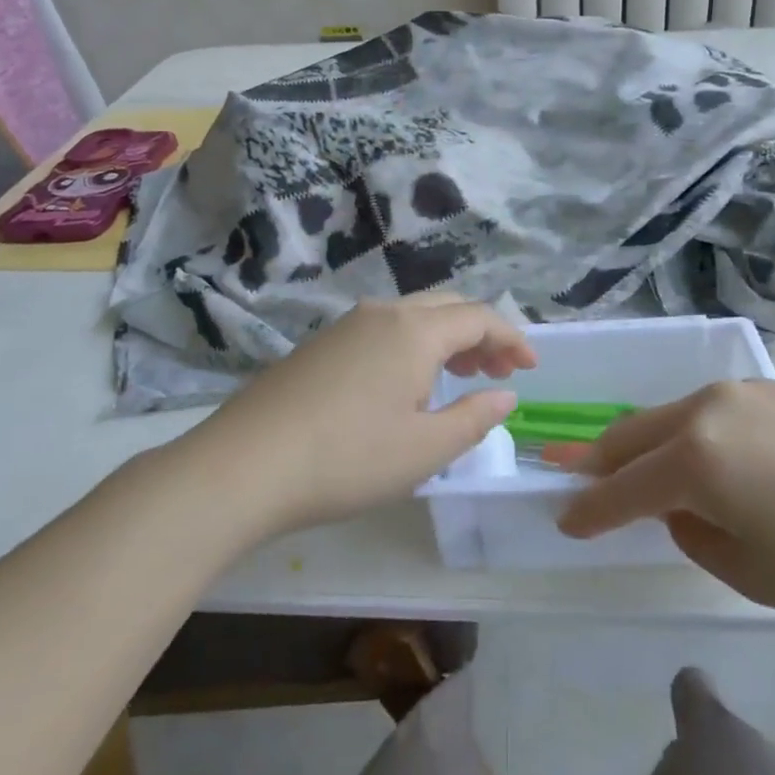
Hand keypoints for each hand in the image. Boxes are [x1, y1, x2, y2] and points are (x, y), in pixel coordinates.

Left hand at [186, 293, 534, 534]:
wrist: (243, 466)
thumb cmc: (347, 460)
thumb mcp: (425, 450)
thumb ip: (474, 417)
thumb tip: (505, 394)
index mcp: (414, 331)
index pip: (479, 318)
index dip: (511, 339)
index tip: (531, 368)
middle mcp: (382, 314)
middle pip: (446, 307)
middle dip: (480, 335)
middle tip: (497, 373)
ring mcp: (345, 326)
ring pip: (412, 316)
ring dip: (445, 339)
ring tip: (458, 378)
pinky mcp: (319, 345)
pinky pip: (382, 330)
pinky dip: (411, 346)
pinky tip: (405, 385)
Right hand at [554, 380, 774, 622]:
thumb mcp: (756, 572)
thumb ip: (697, 535)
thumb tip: (682, 508)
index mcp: (696, 459)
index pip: (623, 488)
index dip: (589, 509)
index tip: (563, 520)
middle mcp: (707, 410)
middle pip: (632, 433)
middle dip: (596, 458)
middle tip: (562, 467)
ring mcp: (742, 391)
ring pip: (668, 416)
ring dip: (640, 442)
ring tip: (624, 463)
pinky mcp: (774, 390)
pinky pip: (706, 410)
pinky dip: (682, 433)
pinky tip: (694, 453)